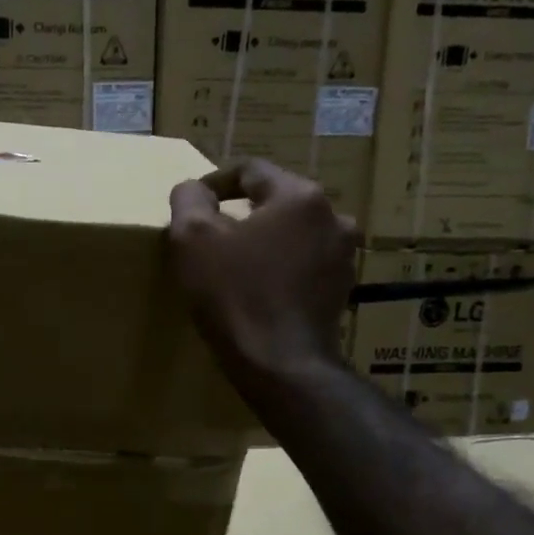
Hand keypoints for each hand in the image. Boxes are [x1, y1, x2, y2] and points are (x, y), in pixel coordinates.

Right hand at [168, 159, 356, 381]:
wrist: (280, 364)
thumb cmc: (234, 293)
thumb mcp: (193, 238)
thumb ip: (189, 199)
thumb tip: (195, 189)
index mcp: (300, 196)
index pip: (250, 170)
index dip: (214, 182)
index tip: (192, 205)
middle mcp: (333, 217)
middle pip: (275, 200)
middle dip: (241, 212)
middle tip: (210, 235)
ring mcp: (344, 256)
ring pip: (292, 233)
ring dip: (264, 240)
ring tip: (235, 262)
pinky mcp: (342, 290)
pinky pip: (304, 263)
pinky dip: (280, 266)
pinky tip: (258, 288)